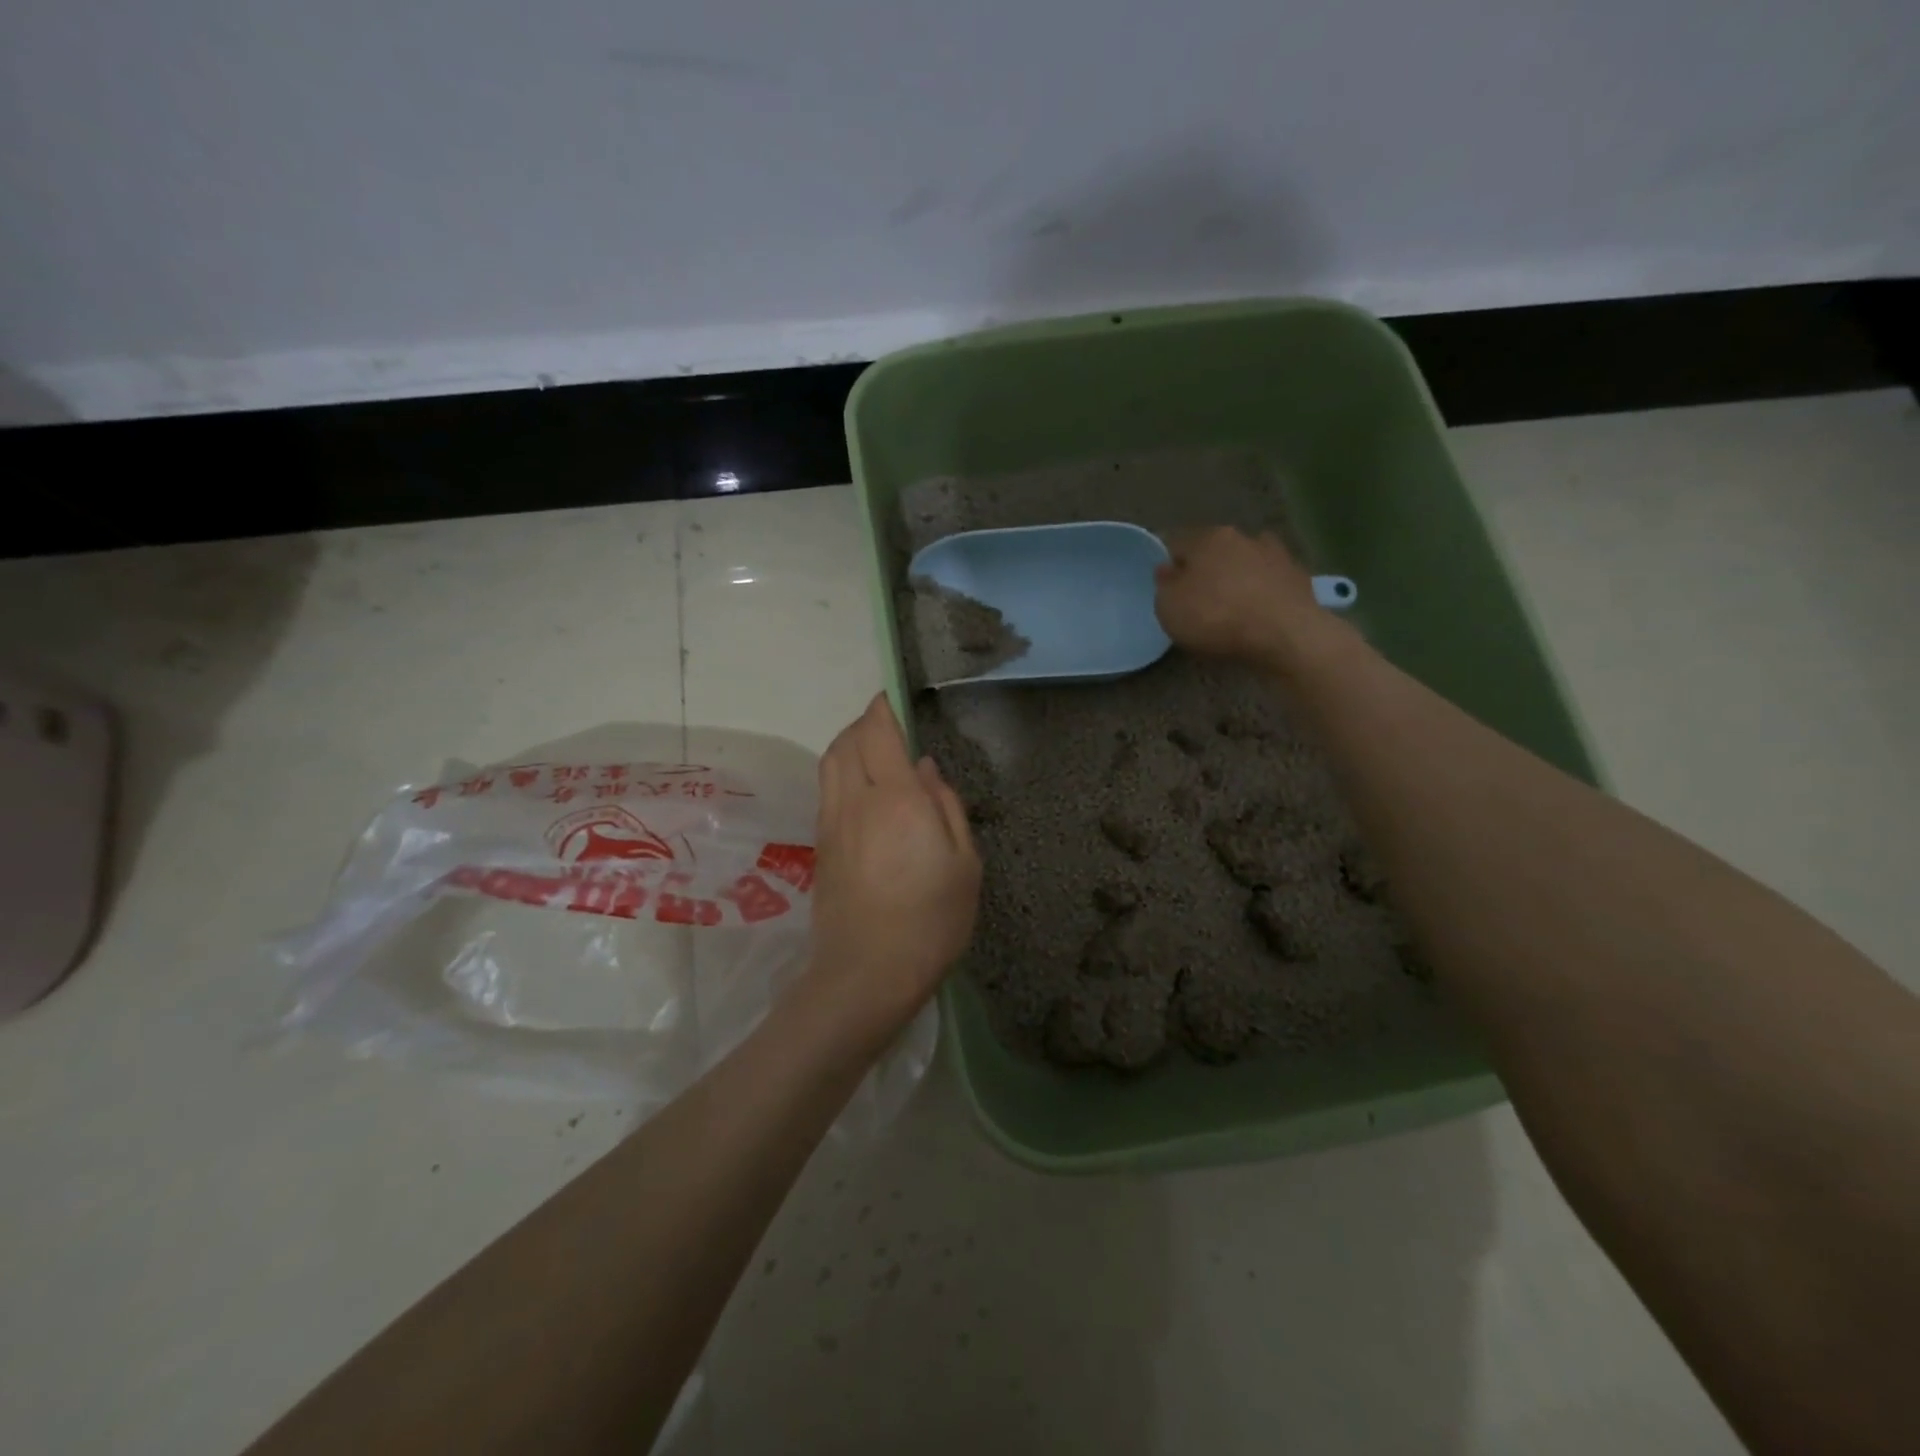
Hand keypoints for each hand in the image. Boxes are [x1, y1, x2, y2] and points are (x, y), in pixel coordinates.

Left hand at [804, 694, 981, 1041]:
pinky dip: (839, 772)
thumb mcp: (964, 863)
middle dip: (862, 723)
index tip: (889, 698)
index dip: (881, 709)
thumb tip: (927, 767)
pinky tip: (859, 789)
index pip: (878, 734)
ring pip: (829, 764)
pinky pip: (826, 790)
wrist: (868, 973)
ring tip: (868, 748)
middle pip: (846, 742)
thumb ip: (947, 807)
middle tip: (884, 723)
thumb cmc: (932, 920)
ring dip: (845, 745)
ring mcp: (832, 823)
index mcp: (898, 798)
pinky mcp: (821, 846)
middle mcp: (857, 801)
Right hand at [1154, 527, 1349, 671]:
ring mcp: (1275, 554)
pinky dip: (1263, 591)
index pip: (1178, 544)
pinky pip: (1270, 581)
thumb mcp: (1169, 608)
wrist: (1285, 634)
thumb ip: (1165, 586)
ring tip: (1233, 606)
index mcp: (1207, 538)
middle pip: (1215, 550)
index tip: (1170, 589)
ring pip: (1245, 562)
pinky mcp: (1298, 576)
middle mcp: (1242, 537)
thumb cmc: (1217, 617)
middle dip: (1207, 569)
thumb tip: (1168, 570)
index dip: (1171, 566)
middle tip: (1200, 599)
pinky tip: (1259, 612)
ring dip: (1238, 577)